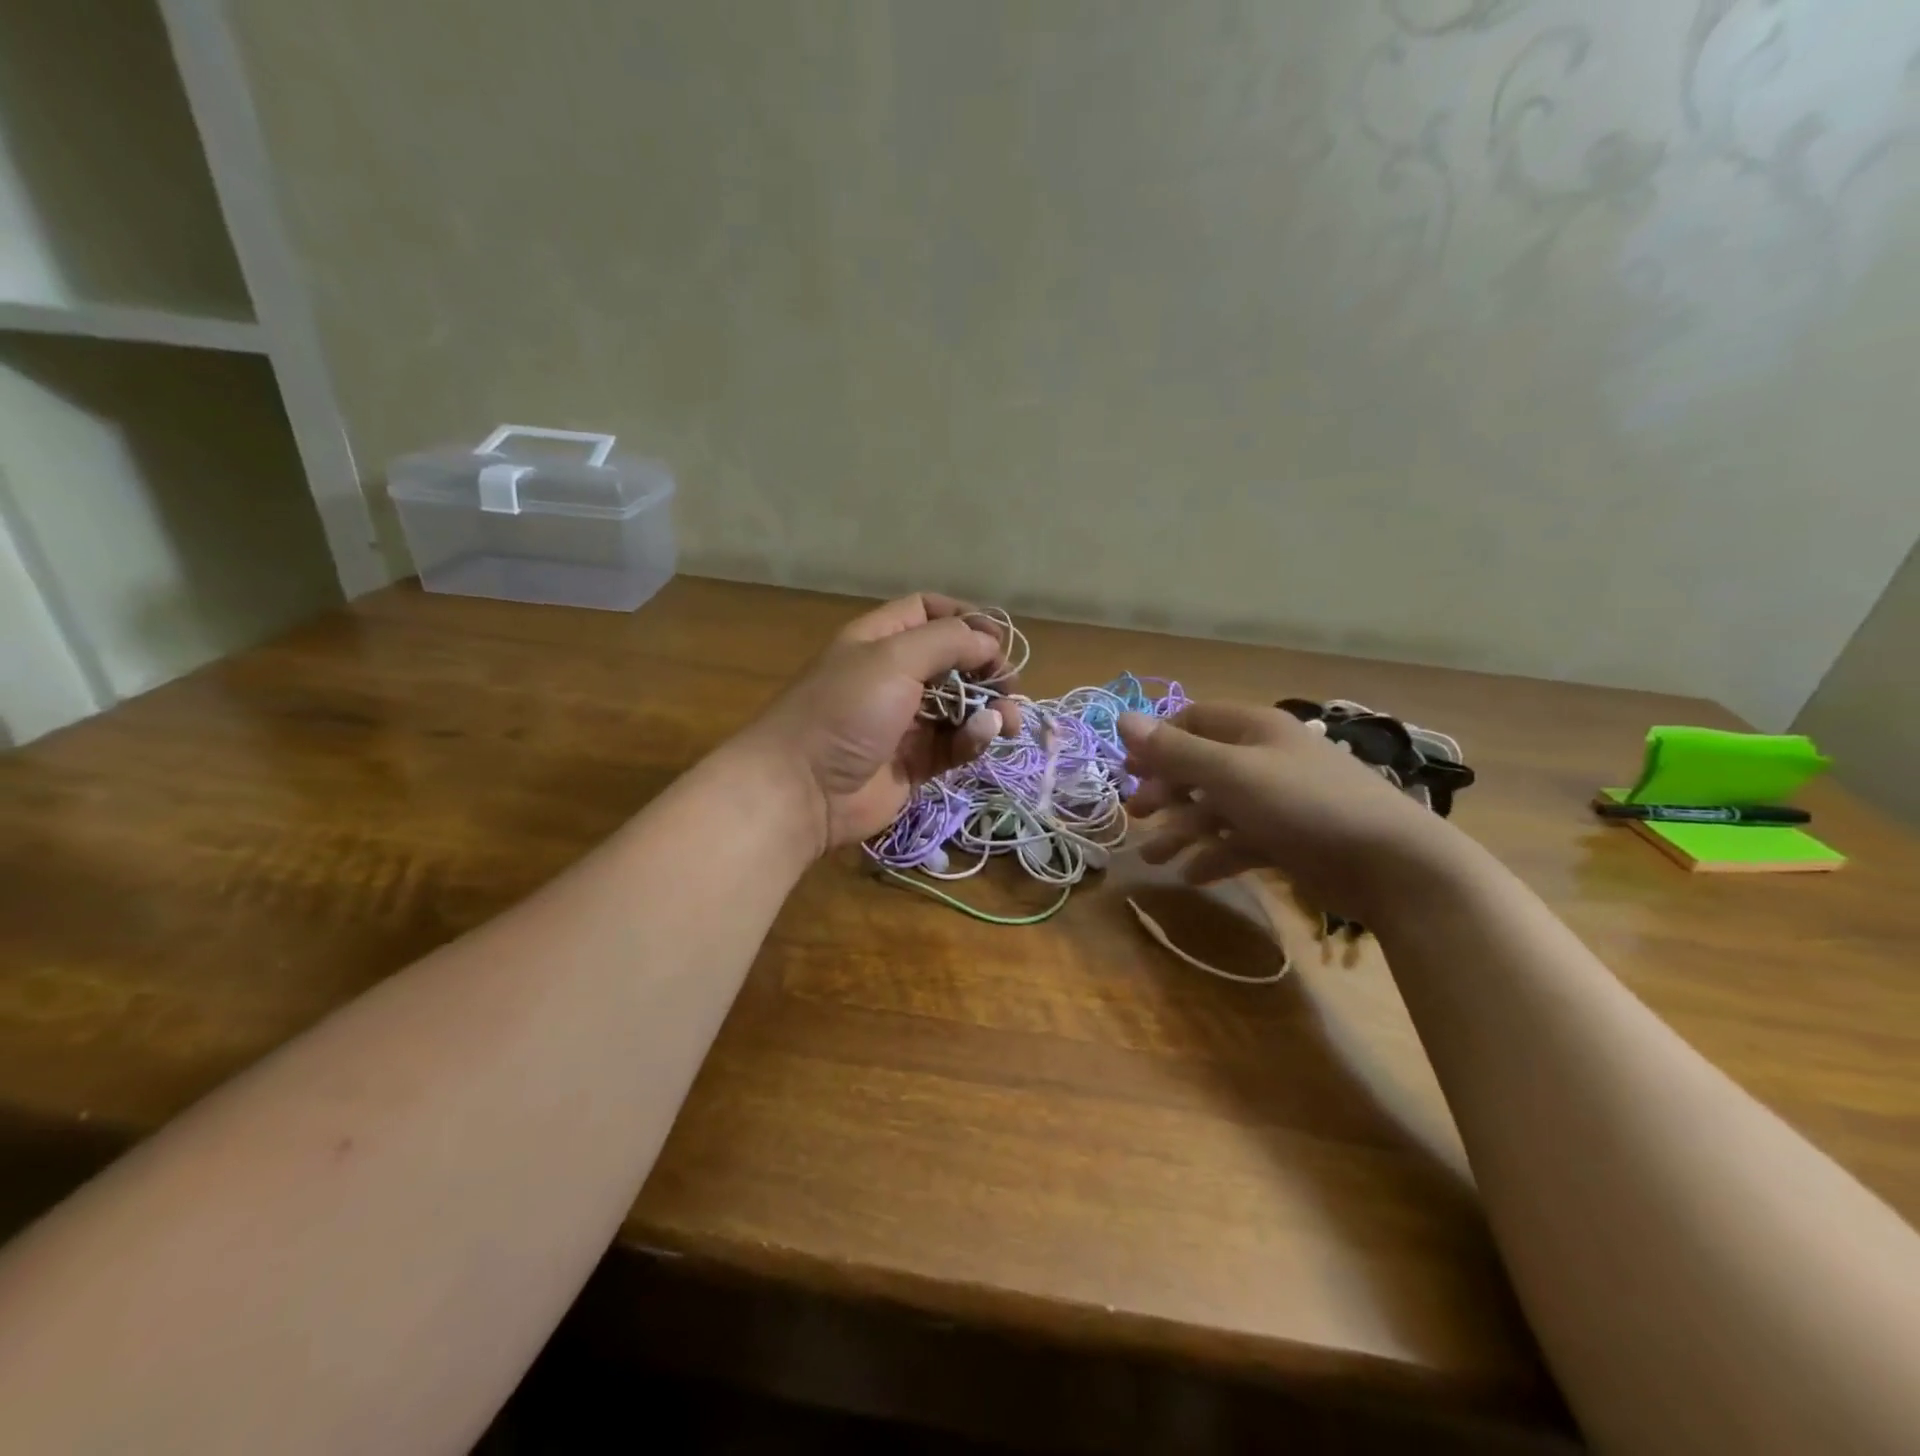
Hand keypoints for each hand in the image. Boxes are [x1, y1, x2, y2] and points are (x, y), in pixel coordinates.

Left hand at [737, 593, 1021, 851]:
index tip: (996, 640)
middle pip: (953, 661)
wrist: (803, 790)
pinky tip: (981, 739)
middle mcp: (893, 676)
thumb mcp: (893, 659)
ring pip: (961, 706)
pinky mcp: (916, 763)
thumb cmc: (845, 711)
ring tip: (1008, 721)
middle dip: (987, 670)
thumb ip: (947, 641)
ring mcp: (905, 722)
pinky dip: (973, 739)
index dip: (965, 620)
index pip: (929, 612)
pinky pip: (955, 744)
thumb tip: (989, 644)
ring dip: (990, 709)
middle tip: (1010, 686)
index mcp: (880, 641)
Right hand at [1118, 701, 1462, 920]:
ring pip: (1217, 809)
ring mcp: (1278, 800)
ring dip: (1183, 832)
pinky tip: (1193, 876)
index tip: (1128, 770)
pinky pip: (1241, 841)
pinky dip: (1216, 856)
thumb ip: (1175, 751)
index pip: (1194, 721)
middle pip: (1201, 767)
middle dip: (1166, 792)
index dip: (1158, 742)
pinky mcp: (1289, 838)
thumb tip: (1121, 718)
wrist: (1391, 864)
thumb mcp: (1231, 774)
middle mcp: (1264, 758)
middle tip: (1137, 815)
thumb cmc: (1304, 804)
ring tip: (1154, 859)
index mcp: (1254, 730)